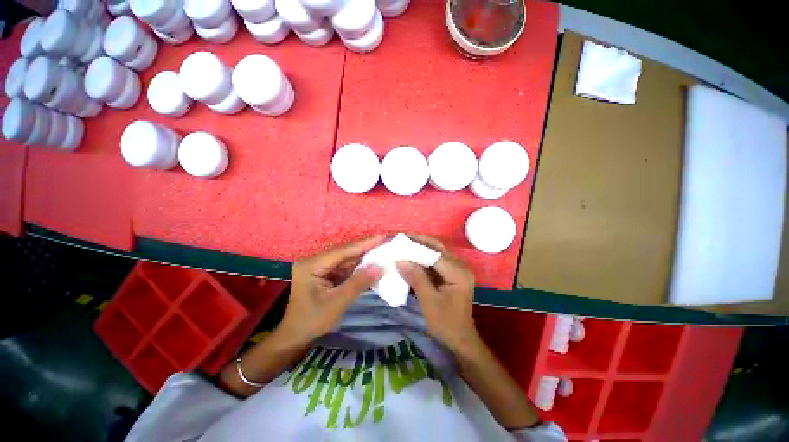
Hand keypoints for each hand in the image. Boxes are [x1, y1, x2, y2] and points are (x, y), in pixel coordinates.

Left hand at [278, 236, 383, 344]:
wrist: (296, 336)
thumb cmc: (312, 321)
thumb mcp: (337, 303)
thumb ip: (358, 283)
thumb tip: (379, 266)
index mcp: (312, 265)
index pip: (342, 251)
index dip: (364, 244)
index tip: (382, 236)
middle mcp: (315, 261)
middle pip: (345, 252)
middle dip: (366, 249)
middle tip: (385, 242)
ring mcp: (320, 267)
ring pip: (346, 259)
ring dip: (364, 257)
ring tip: (382, 251)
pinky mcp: (325, 273)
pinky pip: (345, 267)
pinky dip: (358, 267)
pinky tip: (371, 264)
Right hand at [396, 235, 478, 351]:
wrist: (461, 339)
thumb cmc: (446, 323)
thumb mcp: (428, 301)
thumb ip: (415, 278)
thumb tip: (400, 260)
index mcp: (457, 272)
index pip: (434, 252)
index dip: (416, 245)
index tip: (399, 240)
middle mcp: (460, 266)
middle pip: (437, 248)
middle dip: (418, 242)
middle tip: (400, 238)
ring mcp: (457, 269)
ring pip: (436, 253)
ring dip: (420, 249)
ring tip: (403, 245)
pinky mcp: (452, 274)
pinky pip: (436, 262)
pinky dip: (423, 259)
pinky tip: (411, 258)